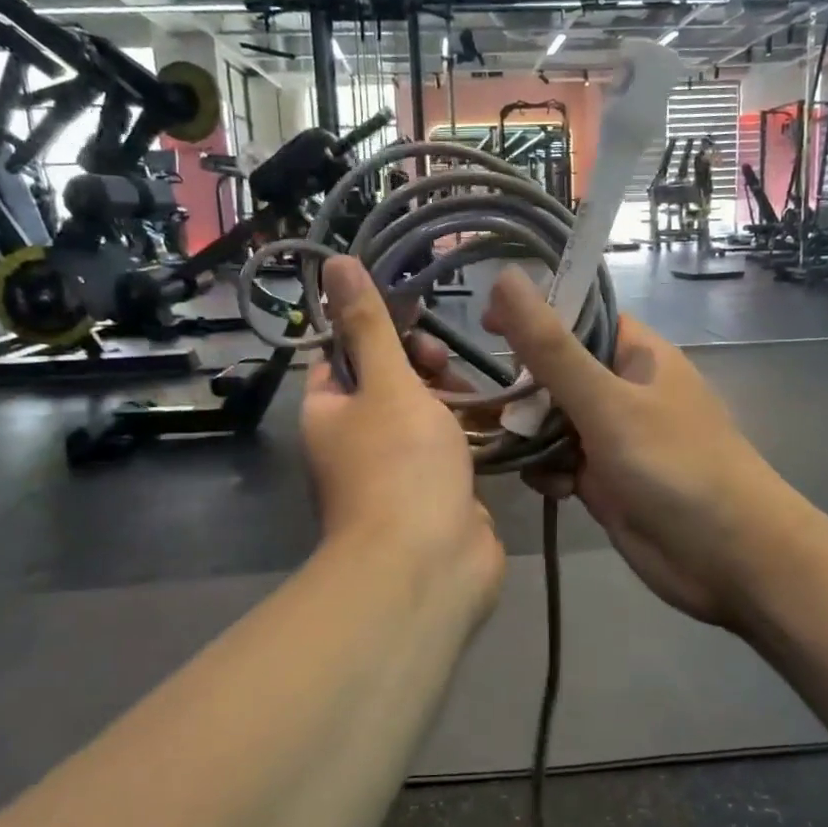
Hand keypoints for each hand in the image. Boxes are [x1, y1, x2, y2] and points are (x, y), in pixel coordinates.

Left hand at [301, 258, 503, 611]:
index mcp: (329, 413)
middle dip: (419, 364)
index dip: (373, 329)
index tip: (413, 309)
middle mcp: (357, 440)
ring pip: (424, 415)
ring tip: (476, 390)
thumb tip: (335, 261)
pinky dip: (470, 430)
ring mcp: (399, 469)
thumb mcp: (385, 383)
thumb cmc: (400, 464)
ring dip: (450, 397)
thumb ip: (369, 324)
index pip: (340, 355)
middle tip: (443, 359)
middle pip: (387, 383)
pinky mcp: (437, 491)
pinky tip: (498, 414)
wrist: (430, 565)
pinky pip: (451, 447)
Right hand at [482, 267, 798, 628]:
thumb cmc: (675, 467)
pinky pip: (556, 462)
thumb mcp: (607, 403)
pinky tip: (551, 488)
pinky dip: (545, 471)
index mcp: (635, 354)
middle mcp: (621, 390)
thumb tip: (505, 276)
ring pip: (549, 421)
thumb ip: (551, 348)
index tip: (482, 323)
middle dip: (520, 385)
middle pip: (554, 371)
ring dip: (526, 433)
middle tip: (482, 400)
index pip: (576, 316)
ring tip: (506, 446)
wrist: (730, 561)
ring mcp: (610, 437)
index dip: (531, 314)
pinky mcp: (602, 481)